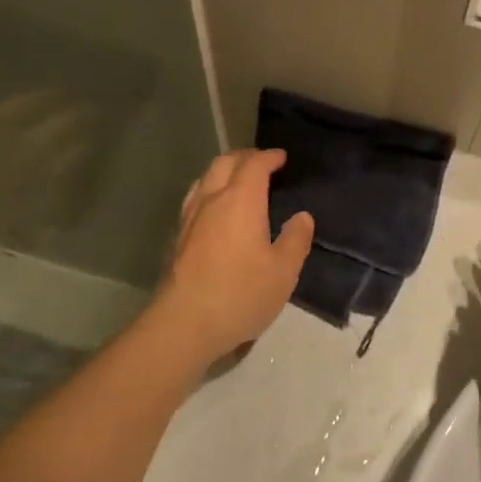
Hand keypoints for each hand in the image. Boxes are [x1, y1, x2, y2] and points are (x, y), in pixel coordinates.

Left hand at [150, 149, 313, 369]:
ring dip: (223, 171)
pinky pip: (195, 198)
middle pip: (224, 163)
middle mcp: (212, 200)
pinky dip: (209, 190)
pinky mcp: (178, 238)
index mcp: (241, 201)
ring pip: (204, 178)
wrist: (183, 324)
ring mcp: (190, 218)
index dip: (269, 157)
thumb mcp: (283, 272)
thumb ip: (295, 240)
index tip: (282, 158)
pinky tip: (215, 209)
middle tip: (262, 163)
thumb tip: (302, 217)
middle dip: (245, 157)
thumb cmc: (240, 294)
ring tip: (238, 180)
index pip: (254, 165)